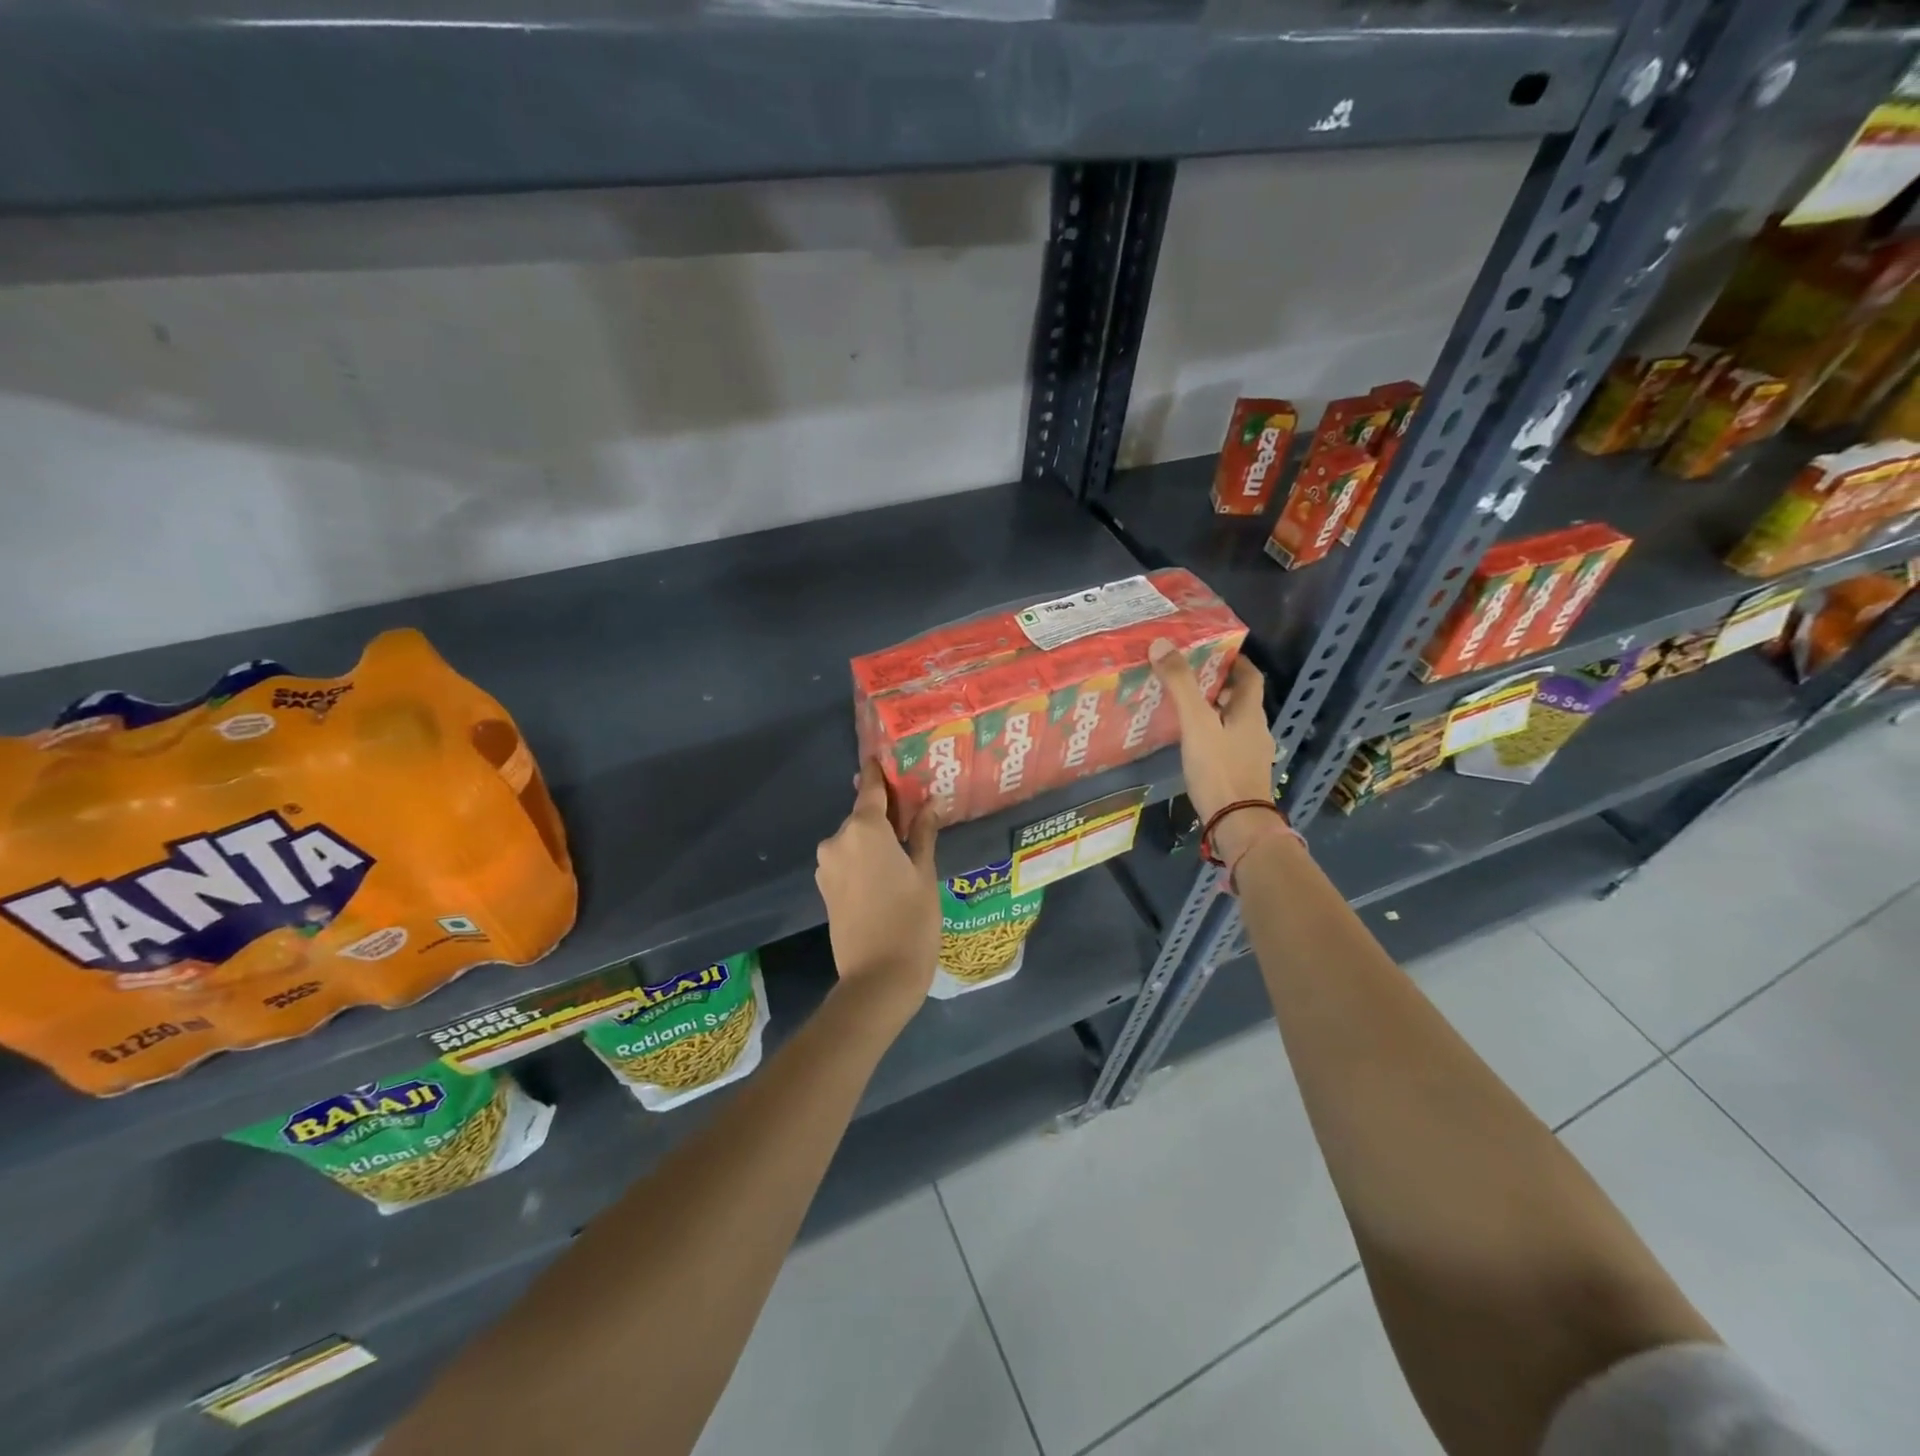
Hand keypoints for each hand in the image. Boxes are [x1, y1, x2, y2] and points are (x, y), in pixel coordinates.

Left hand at [815, 759, 941, 1019]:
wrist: (877, 979)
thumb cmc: (911, 922)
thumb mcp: (924, 874)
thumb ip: (923, 834)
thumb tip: (930, 804)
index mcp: (864, 829)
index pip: (871, 788)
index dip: (879, 773)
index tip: (886, 757)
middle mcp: (838, 840)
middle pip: (863, 814)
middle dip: (885, 812)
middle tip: (914, 812)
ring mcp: (827, 865)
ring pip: (855, 838)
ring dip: (875, 837)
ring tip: (906, 848)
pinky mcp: (825, 887)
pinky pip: (847, 859)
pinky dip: (864, 857)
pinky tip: (887, 870)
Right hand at [1149, 640, 1278, 858]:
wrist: (1237, 824)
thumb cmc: (1219, 769)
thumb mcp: (1196, 723)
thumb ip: (1180, 685)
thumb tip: (1161, 644)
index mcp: (1250, 713)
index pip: (1250, 676)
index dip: (1235, 661)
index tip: (1212, 652)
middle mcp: (1256, 730)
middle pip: (1241, 700)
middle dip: (1218, 687)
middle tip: (1188, 678)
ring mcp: (1251, 755)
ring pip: (1233, 724)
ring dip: (1214, 713)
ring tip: (1183, 709)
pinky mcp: (1241, 775)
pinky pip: (1228, 745)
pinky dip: (1212, 736)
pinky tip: (1192, 744)